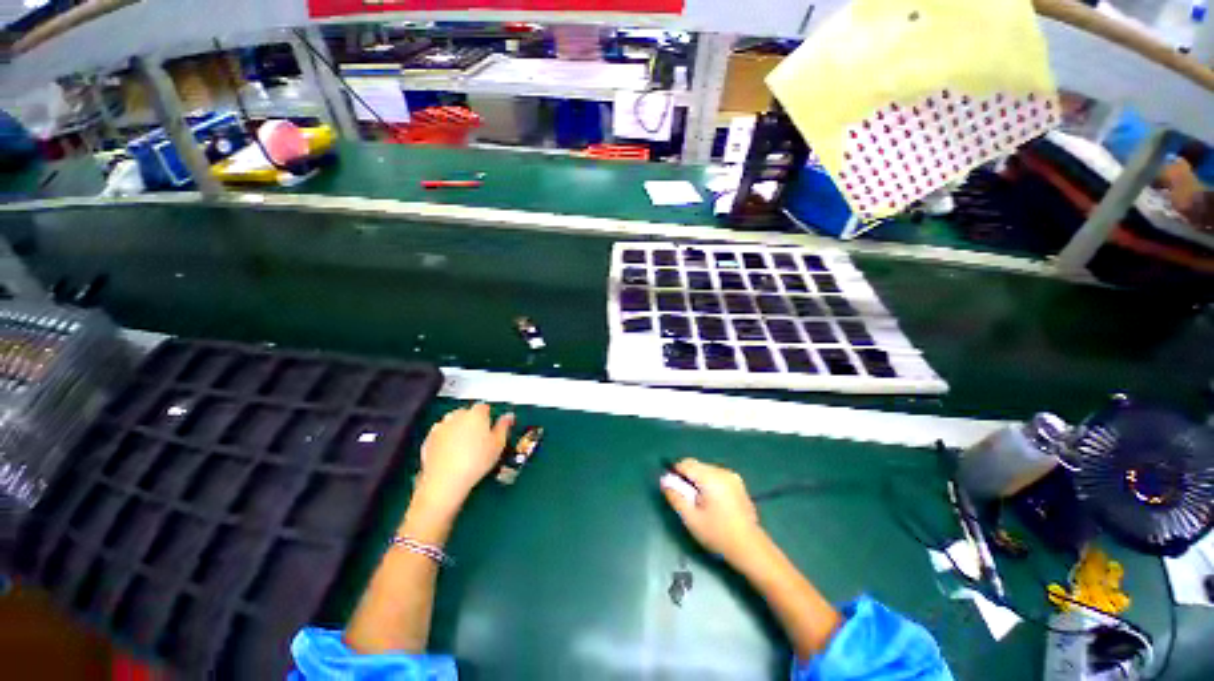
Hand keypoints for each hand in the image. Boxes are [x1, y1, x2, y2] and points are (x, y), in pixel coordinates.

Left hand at [415, 403, 513, 515]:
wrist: (446, 480)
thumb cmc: (475, 462)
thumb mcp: (498, 444)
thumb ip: (504, 426)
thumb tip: (508, 417)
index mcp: (476, 413)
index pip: (484, 407)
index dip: (489, 416)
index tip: (491, 427)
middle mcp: (457, 415)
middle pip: (467, 413)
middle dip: (473, 422)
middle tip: (480, 439)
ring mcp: (441, 426)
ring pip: (452, 422)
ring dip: (458, 429)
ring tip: (465, 447)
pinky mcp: (428, 439)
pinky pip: (440, 434)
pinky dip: (446, 439)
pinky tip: (452, 453)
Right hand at [662, 458, 764, 564]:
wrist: (750, 548)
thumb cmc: (718, 534)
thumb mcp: (691, 518)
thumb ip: (675, 496)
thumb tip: (664, 481)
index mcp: (710, 478)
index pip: (686, 464)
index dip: (675, 473)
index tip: (673, 489)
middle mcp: (722, 472)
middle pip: (696, 465)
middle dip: (687, 478)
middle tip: (687, 499)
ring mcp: (732, 476)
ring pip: (705, 470)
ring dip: (698, 480)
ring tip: (700, 503)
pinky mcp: (738, 483)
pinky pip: (716, 475)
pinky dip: (709, 483)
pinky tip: (712, 503)